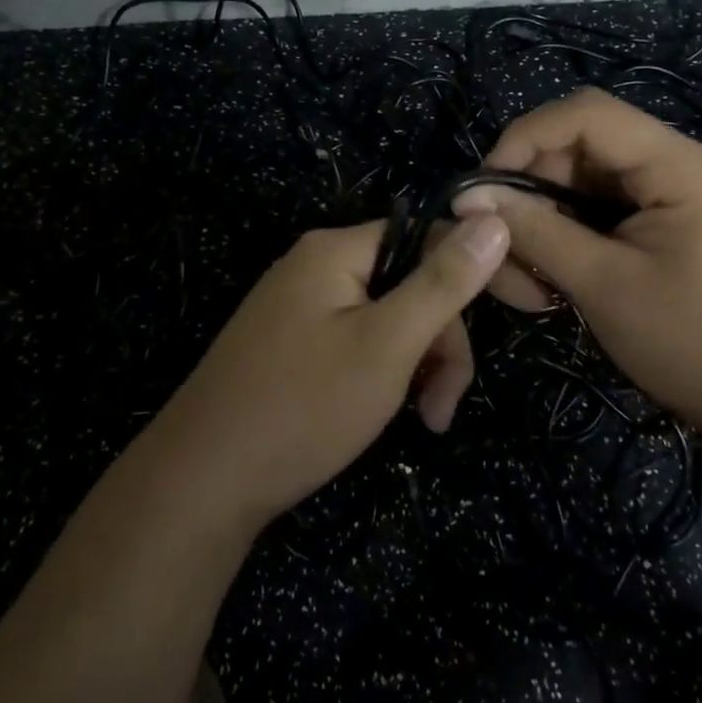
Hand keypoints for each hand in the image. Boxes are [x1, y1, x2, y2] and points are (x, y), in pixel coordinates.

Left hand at [151, 214, 510, 531]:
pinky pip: (354, 342)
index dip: (469, 280)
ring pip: (385, 319)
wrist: (200, 483)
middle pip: (407, 284)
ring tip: (423, 422)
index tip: (501, 330)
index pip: (427, 238)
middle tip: (442, 410)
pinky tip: (383, 413)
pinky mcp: (288, 346)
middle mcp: (314, 266)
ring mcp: (297, 307)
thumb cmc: (304, 406)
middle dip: (438, 343)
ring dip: (414, 366)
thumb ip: (443, 282)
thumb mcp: (388, 344)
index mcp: (335, 249)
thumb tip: (495, 219)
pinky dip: (381, 375)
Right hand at [454, 88, 701, 446]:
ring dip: (545, 227)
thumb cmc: (696, 344)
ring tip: (532, 288)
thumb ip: (536, 233)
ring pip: (581, 187)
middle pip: (578, 150)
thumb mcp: (604, 286)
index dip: (524, 138)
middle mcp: (675, 166)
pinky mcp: (664, 228)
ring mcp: (671, 198)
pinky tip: (554, 288)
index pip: (585, 113)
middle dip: (532, 196)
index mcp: (677, 164)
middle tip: (505, 255)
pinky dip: (568, 244)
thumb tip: (470, 198)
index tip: (485, 191)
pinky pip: (599, 216)